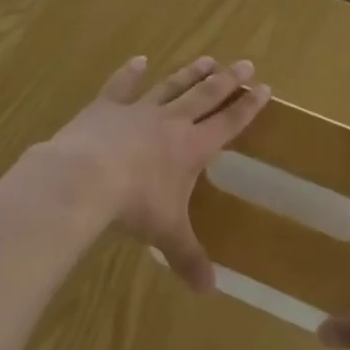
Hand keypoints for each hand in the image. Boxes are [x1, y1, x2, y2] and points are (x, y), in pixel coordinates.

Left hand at [42, 55, 270, 290]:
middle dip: (227, 81)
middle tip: (245, 63)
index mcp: (192, 147)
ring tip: (207, 59)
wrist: (84, 178)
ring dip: (190, 73)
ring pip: (170, 86)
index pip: (228, 123)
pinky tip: (138, 60)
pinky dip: (130, 72)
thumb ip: (188, 258)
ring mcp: (137, 110)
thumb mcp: (166, 234)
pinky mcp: (105, 107)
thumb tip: (209, 291)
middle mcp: (170, 122)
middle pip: (205, 95)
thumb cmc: (134, 205)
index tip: (265, 88)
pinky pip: (121, 86)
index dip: (248, 107)